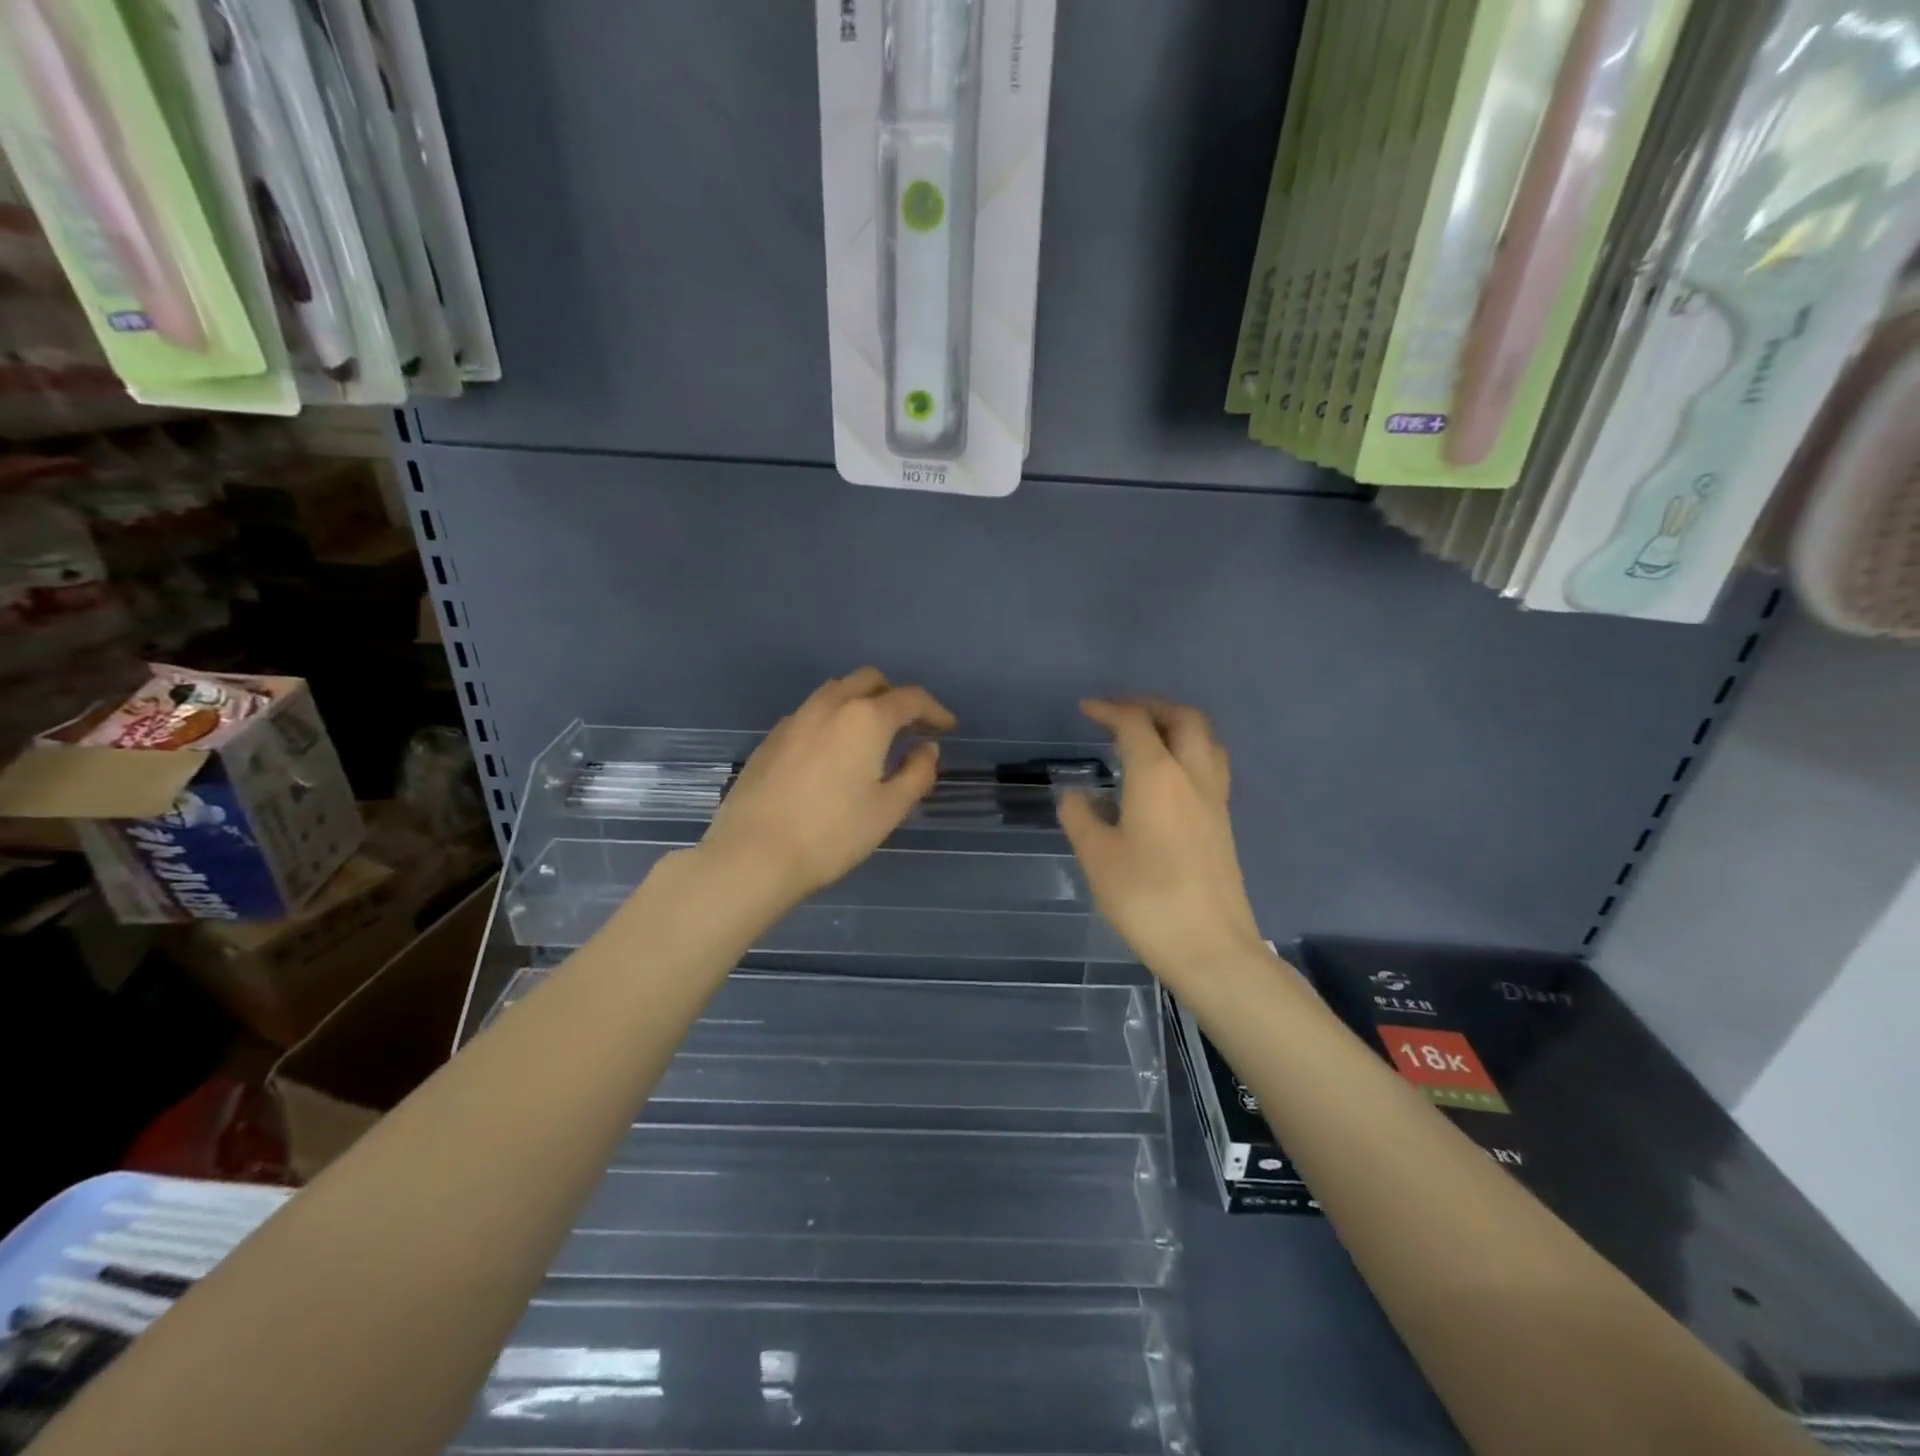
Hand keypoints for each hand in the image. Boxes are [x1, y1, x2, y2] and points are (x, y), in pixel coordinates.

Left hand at [698, 668, 954, 910]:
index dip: (934, 709)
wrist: (754, 854)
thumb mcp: (888, 809)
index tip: (947, 727)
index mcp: (865, 718)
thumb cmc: (832, 834)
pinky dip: (833, 718)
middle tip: (910, 725)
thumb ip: (916, 773)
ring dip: (861, 701)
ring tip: (872, 734)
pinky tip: (833, 752)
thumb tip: (926, 749)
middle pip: (870, 680)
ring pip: (836, 691)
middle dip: (895, 696)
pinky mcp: (771, 738)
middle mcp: (830, 706)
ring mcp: (795, 719)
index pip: (910, 698)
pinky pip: (811, 713)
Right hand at [1058, 698, 1264, 987]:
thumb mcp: (1097, 857)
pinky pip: (1211, 764)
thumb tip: (1075, 794)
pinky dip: (1189, 749)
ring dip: (1177, 723)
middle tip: (1121, 711)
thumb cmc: (1146, 898)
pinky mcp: (1223, 821)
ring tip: (1148, 734)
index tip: (1085, 709)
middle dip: (1151, 705)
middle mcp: (1192, 775)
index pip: (1135, 724)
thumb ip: (1081, 817)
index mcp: (1157, 776)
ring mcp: (1214, 798)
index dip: (1109, 709)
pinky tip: (1168, 774)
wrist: (1210, 946)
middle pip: (1183, 717)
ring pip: (1205, 738)